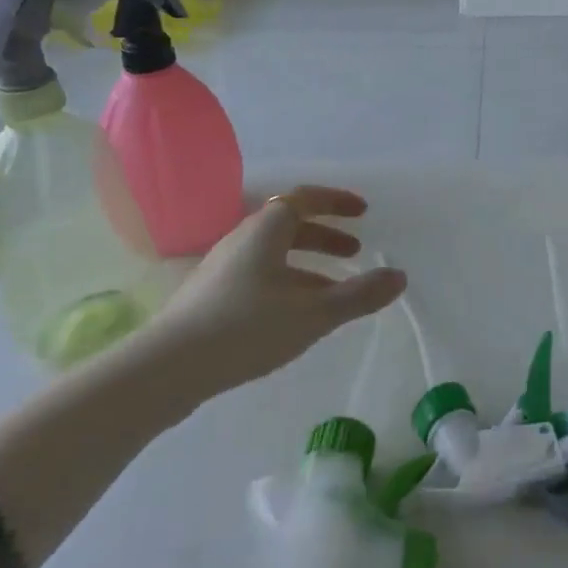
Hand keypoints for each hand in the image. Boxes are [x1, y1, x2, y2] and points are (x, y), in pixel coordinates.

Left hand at [129, 186, 406, 419]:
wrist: (167, 369)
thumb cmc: (246, 327)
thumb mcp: (313, 313)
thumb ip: (359, 295)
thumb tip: (399, 277)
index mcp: (266, 229)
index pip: (305, 198)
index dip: (336, 201)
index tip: (363, 211)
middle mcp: (242, 239)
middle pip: (290, 225)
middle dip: (326, 235)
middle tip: (355, 250)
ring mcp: (222, 267)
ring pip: (274, 253)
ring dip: (308, 262)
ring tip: (333, 289)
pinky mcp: (210, 296)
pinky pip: (260, 274)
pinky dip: (287, 281)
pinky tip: (295, 315)